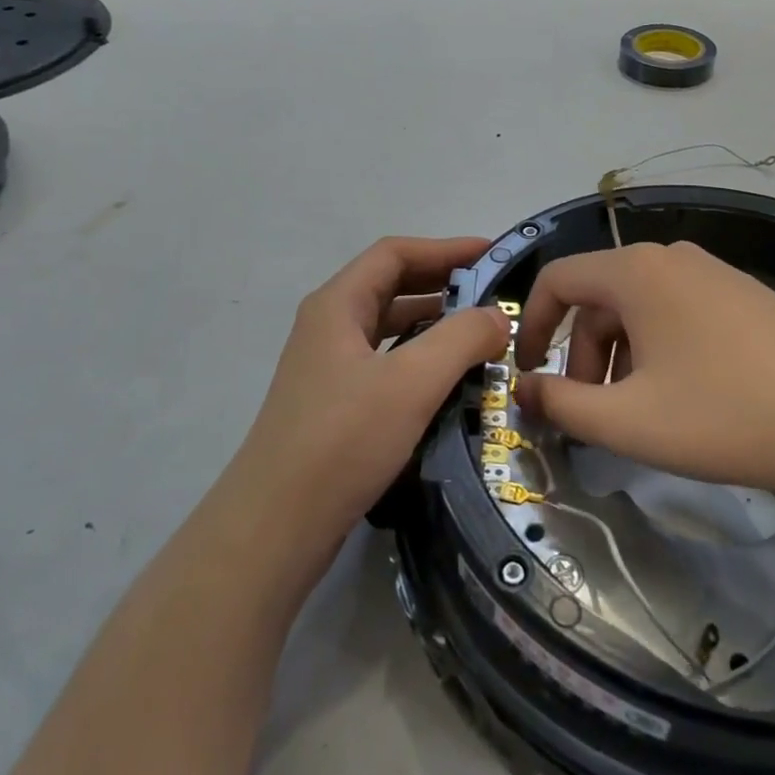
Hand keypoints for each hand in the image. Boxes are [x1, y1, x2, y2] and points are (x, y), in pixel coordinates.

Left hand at [233, 236, 509, 546]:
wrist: (276, 526)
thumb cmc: (342, 440)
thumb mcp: (411, 383)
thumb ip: (461, 340)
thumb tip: (498, 317)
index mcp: (337, 305)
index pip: (394, 254)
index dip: (444, 248)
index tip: (491, 255)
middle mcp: (329, 327)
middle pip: (391, 286)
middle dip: (443, 285)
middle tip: (494, 295)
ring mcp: (329, 368)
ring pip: (389, 329)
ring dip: (434, 324)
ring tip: (482, 336)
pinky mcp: (335, 404)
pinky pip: (386, 364)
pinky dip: (421, 360)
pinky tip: (450, 381)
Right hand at [514, 241, 774, 505]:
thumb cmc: (724, 414)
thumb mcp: (627, 420)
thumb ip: (562, 404)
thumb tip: (524, 389)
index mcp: (636, 271)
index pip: (558, 279)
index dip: (532, 325)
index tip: (527, 373)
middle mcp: (671, 257)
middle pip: (600, 296)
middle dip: (581, 353)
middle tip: (591, 410)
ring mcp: (713, 273)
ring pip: (639, 307)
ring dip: (618, 355)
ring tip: (635, 410)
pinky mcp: (744, 296)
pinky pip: (677, 312)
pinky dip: (657, 349)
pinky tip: (680, 395)